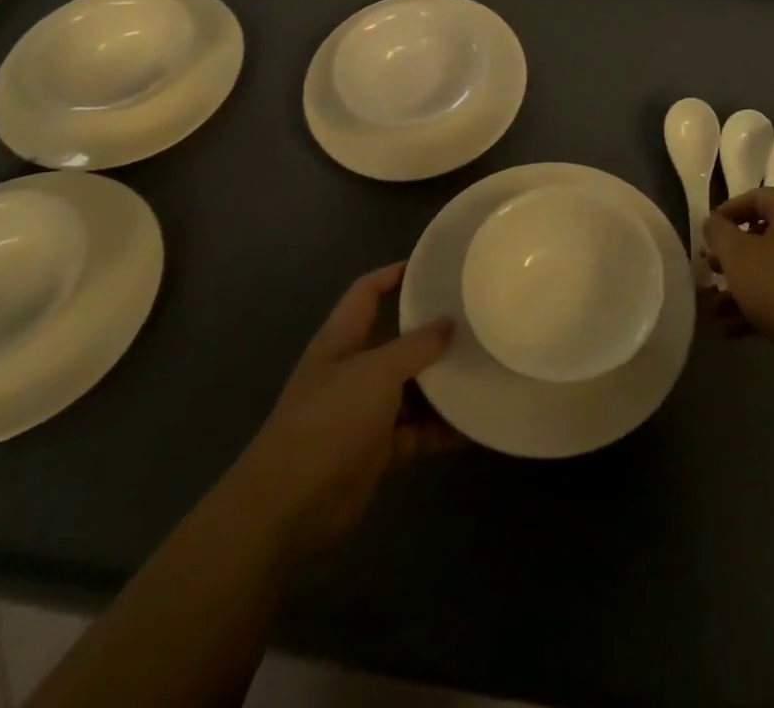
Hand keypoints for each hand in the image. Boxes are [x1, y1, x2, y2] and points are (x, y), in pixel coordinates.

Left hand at [240, 262, 460, 551]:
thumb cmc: (329, 422)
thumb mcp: (376, 373)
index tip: (433, 265)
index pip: (367, 292)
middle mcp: (353, 370)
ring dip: (443, 383)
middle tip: (477, 319)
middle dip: (432, 332)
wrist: (288, 509)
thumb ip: (415, 346)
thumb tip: (448, 323)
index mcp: (342, 340)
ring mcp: (365, 412)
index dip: (394, 274)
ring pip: (412, 388)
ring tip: (485, 367)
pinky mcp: (377, 450)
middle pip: (397, 340)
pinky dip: (442, 428)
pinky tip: (475, 422)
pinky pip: (417, 431)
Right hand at [704, 190, 773, 371]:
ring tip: (714, 310)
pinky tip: (732, 330)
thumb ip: (719, 233)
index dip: (727, 211)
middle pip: (763, 234)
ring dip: (740, 287)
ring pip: (771, 268)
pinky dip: (759, 306)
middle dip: (731, 256)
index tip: (706, 232)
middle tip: (710, 271)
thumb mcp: (738, 256)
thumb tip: (714, 222)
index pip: (756, 197)